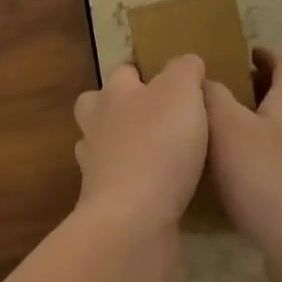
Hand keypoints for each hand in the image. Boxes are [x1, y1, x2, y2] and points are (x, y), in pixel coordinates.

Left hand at [73, 57, 208, 236]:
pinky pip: (118, 183)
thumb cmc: (158, 145)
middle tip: (155, 116)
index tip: (169, 82)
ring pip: (104, 146)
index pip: (123, 72)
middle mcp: (97, 126)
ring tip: (160, 153)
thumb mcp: (181, 92)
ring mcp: (95, 167)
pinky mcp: (104, 204)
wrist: (134, 219)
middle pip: (97, 106)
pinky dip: (134, 182)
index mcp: (114, 94)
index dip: (144, 73)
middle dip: (119, 108)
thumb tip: (186, 63)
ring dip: (124, 147)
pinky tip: (161, 188)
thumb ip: (185, 70)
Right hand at [206, 48, 281, 268]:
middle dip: (251, 88)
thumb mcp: (228, 129)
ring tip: (214, 135)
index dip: (261, 52)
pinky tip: (231, 177)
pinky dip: (257, 156)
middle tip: (213, 95)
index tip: (231, 57)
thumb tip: (204, 78)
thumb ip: (212, 96)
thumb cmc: (269, 181)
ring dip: (253, 123)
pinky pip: (281, 159)